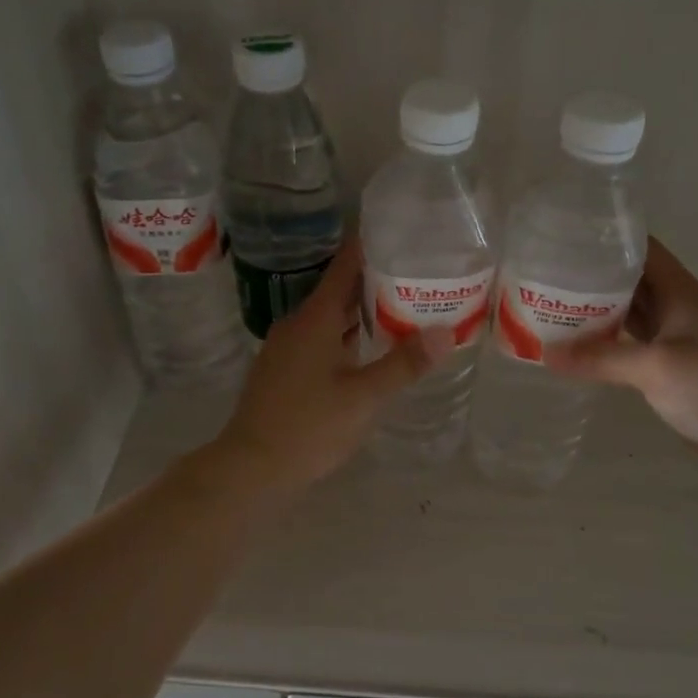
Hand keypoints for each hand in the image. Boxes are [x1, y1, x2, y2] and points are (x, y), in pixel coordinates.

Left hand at [204, 239, 440, 497]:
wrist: (252, 467)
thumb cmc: (309, 427)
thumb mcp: (364, 398)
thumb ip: (404, 364)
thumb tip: (446, 332)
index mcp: (315, 319)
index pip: (345, 266)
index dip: (369, 245)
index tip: (399, 230)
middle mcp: (298, 324)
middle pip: (339, 290)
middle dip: (375, 280)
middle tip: (416, 271)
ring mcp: (286, 347)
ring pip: (330, 317)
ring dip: (361, 311)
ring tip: (401, 306)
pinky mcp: (283, 369)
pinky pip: (320, 338)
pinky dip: (346, 335)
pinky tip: (368, 348)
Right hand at [549, 237, 697, 478]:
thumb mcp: (655, 368)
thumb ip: (601, 359)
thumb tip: (546, 355)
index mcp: (683, 293)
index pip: (644, 250)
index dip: (608, 238)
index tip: (567, 236)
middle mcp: (683, 310)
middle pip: (635, 281)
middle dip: (595, 276)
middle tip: (548, 276)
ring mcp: (683, 341)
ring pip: (636, 315)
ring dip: (601, 311)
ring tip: (556, 307)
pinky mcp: (680, 370)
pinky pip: (638, 345)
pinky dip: (613, 343)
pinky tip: (586, 349)